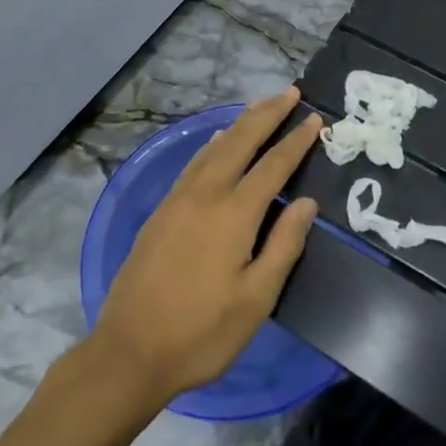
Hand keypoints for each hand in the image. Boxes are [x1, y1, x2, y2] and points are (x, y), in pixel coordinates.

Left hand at [88, 88, 321, 407]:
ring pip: (215, 147)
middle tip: (292, 93)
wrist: (129, 352)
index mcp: (233, 215)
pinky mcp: (161, 211)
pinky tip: (218, 140)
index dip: (296, 141)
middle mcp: (205, 195)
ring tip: (262, 106)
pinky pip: (194, 163)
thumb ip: (284, 246)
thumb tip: (306, 202)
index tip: (316, 119)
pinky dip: (213, 143)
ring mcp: (178, 200)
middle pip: (241, 141)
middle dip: (268, 114)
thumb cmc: (201, 333)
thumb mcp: (256, 300)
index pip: (273, 166)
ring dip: (241, 123)